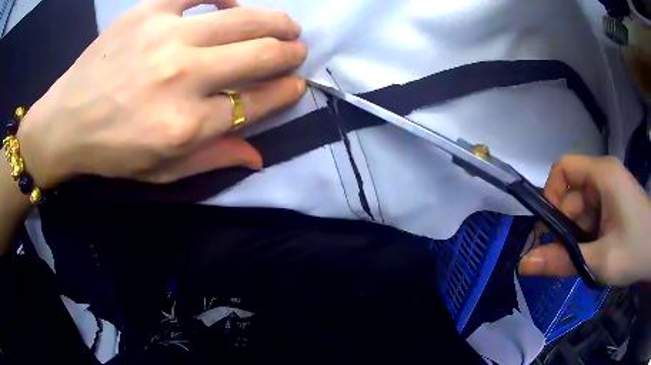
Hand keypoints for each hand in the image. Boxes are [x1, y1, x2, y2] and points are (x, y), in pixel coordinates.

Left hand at [16, 0, 306, 188]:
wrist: (65, 122)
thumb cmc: (112, 151)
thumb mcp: (161, 171)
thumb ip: (213, 159)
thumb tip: (259, 154)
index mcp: (185, 125)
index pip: (256, 102)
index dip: (285, 92)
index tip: (297, 84)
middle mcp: (181, 77)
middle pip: (257, 54)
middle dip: (288, 52)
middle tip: (296, 50)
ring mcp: (164, 36)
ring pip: (242, 18)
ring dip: (275, 21)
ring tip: (286, 25)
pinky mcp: (147, 11)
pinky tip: (233, 3)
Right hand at [519, 155, 650, 285]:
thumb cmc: (635, 251)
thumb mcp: (600, 261)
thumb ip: (563, 261)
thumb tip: (523, 264)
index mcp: (602, 174)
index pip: (563, 168)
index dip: (551, 195)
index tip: (553, 230)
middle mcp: (605, 175)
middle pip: (572, 193)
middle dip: (567, 226)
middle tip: (572, 257)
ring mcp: (611, 189)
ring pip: (582, 208)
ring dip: (579, 235)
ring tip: (589, 259)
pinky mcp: (615, 202)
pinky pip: (593, 214)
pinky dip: (589, 235)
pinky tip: (598, 252)